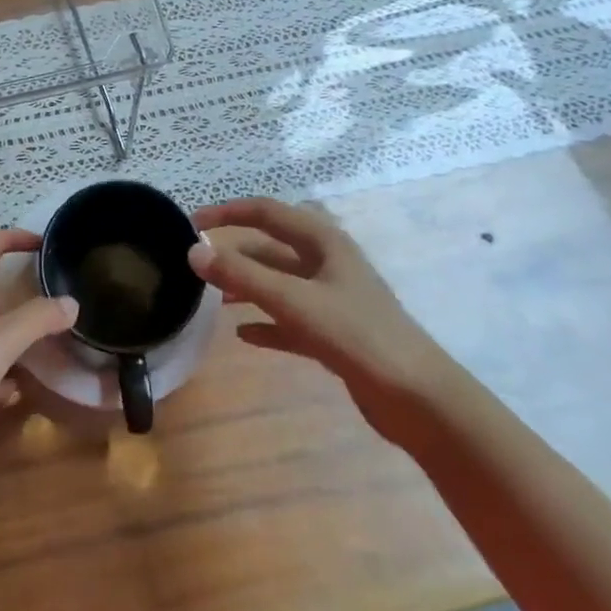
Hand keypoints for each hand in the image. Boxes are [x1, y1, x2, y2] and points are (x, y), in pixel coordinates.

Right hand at [190, 198, 454, 442]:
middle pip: (272, 247)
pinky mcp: (336, 333)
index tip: (191, 223)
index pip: (266, 211)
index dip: (227, 212)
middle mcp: (328, 263)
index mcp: (323, 241)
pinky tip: (243, 335)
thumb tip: (193, 252)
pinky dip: (267, 322)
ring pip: (280, 283)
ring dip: (248, 286)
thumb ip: (242, 275)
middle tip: (199, 263)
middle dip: (236, 252)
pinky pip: (291, 320)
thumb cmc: (357, 335)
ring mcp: (333, 299)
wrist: (419, 399)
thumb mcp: (294, 301)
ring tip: (214, 298)